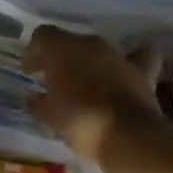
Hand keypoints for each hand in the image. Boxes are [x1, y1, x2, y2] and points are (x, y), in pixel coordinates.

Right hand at [20, 26, 161, 163]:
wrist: (128, 136)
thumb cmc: (80, 122)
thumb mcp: (50, 117)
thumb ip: (39, 103)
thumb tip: (35, 97)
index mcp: (60, 49)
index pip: (41, 37)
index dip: (33, 53)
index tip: (30, 72)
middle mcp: (88, 44)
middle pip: (69, 41)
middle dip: (61, 58)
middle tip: (56, 79)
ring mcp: (116, 55)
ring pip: (98, 49)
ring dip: (90, 60)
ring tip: (87, 79)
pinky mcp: (141, 71)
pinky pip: (139, 56)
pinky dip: (133, 59)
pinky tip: (126, 69)